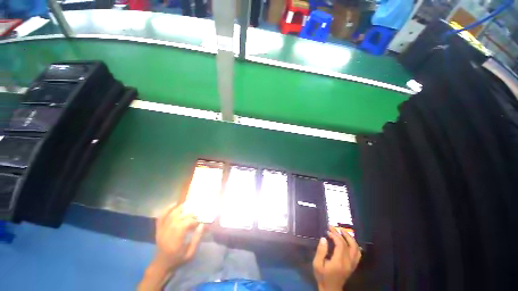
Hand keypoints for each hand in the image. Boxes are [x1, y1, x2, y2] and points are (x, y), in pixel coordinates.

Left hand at [152, 203, 204, 271]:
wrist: (161, 265)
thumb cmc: (178, 260)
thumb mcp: (190, 254)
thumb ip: (197, 239)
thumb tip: (202, 225)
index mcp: (176, 239)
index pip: (186, 224)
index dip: (194, 221)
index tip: (199, 223)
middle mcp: (168, 232)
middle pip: (179, 218)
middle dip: (189, 214)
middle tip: (196, 215)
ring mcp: (162, 230)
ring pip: (171, 215)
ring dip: (180, 209)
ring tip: (188, 206)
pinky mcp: (159, 229)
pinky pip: (161, 217)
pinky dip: (167, 210)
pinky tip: (174, 204)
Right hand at [312, 227, 361, 290]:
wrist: (330, 289)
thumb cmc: (322, 276)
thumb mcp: (317, 264)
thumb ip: (321, 251)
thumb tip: (324, 238)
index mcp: (339, 262)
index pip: (341, 244)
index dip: (335, 235)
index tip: (328, 231)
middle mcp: (348, 262)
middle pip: (349, 244)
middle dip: (341, 233)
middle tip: (333, 227)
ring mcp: (352, 264)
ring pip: (356, 248)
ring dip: (350, 238)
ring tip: (342, 231)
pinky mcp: (353, 266)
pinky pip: (358, 254)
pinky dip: (355, 245)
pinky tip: (349, 241)